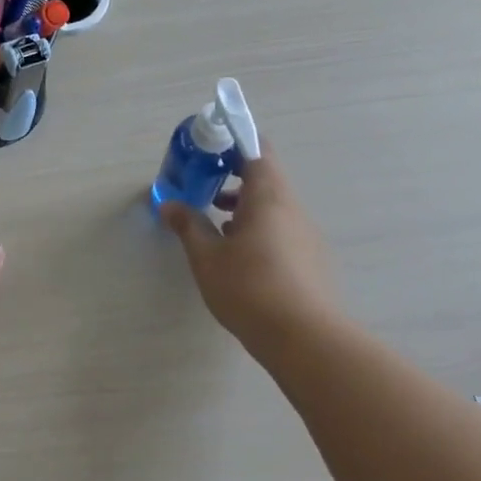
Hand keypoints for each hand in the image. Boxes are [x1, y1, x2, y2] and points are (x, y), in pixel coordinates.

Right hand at [159, 150, 339, 351]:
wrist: (304, 338)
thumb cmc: (249, 288)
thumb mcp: (206, 257)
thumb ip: (188, 226)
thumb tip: (170, 205)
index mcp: (268, 197)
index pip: (257, 149)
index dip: (234, 142)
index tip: (209, 149)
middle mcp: (292, 208)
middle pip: (266, 177)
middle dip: (234, 177)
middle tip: (205, 186)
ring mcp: (306, 235)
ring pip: (273, 206)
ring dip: (245, 206)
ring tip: (216, 223)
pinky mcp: (311, 259)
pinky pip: (282, 230)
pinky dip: (259, 229)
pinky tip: (239, 255)